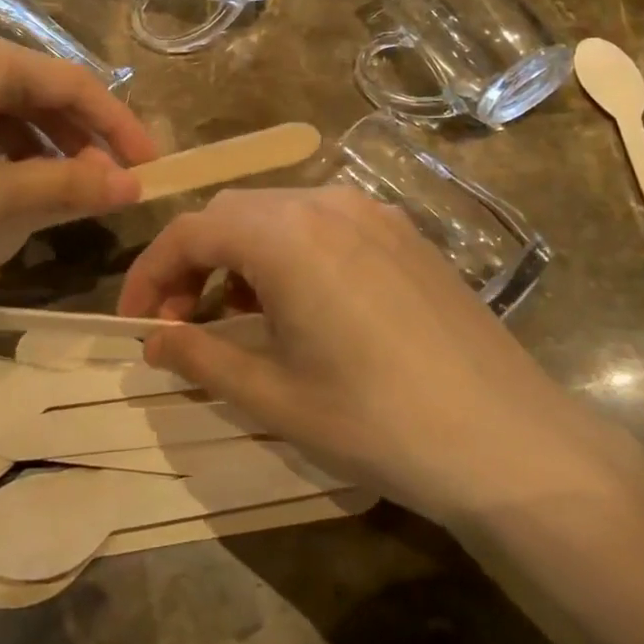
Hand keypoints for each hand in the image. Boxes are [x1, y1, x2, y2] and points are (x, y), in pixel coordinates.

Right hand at [119, 188, 643, 530]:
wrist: (508, 441)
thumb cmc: (376, 422)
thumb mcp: (273, 396)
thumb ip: (200, 358)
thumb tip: (151, 341)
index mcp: (285, 235)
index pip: (190, 232)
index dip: (150, 274)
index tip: (135, 323)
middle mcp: (324, 202)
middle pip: (231, 213)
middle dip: (192, 261)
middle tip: (179, 322)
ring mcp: (370, 211)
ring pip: (276, 213)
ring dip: (239, 254)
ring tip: (234, 313)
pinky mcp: (402, 231)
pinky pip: (321, 222)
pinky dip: (286, 251)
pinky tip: (298, 302)